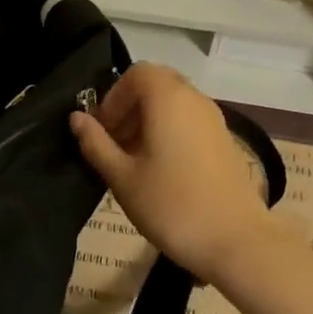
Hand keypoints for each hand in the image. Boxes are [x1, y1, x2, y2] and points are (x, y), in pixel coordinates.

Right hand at [69, 63, 283, 282]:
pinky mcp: (225, 140)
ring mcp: (214, 118)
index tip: (102, 130)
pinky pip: (190, 121)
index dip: (113, 97)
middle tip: (114, 144)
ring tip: (134, 161)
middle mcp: (194, 98)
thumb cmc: (171, 205)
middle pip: (156, 85)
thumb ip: (96, 143)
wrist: (235, 240)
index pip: (136, 73)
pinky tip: (161, 171)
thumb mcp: (122, 177)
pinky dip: (170, 132)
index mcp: (168, 98)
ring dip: (149, 121)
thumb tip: (77, 119)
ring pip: (174, 103)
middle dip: (130, 108)